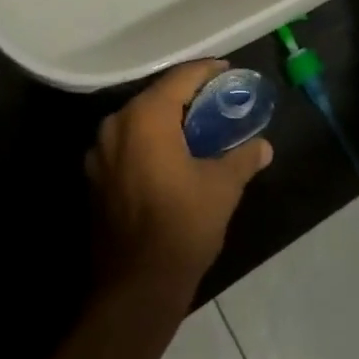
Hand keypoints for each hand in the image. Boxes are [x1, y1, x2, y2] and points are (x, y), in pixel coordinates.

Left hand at [85, 59, 273, 295]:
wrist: (136, 288)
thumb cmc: (183, 226)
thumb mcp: (222, 187)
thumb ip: (243, 158)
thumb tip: (264, 146)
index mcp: (145, 117)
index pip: (180, 78)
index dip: (206, 71)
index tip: (228, 71)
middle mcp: (116, 124)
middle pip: (156, 96)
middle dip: (185, 95)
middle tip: (215, 99)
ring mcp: (99, 152)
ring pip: (138, 120)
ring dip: (165, 118)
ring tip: (194, 126)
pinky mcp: (94, 177)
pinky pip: (126, 143)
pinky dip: (148, 141)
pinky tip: (169, 155)